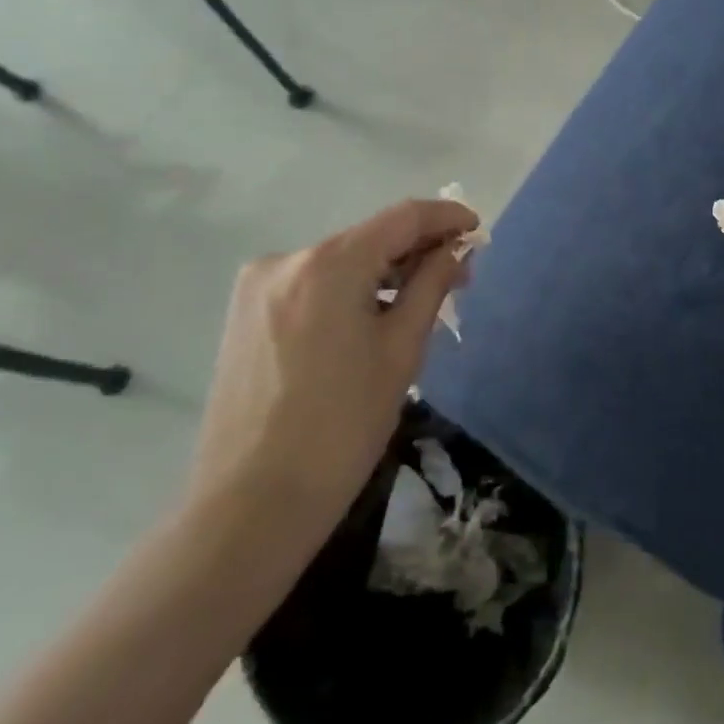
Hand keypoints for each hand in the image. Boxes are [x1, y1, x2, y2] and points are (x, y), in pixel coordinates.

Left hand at [185, 198, 477, 552]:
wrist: (250, 507)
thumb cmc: (342, 427)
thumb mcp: (401, 350)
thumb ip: (432, 284)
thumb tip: (457, 249)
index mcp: (328, 264)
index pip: (402, 217)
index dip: (446, 216)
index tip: (478, 229)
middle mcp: (286, 259)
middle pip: (369, 237)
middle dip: (417, 250)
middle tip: (460, 276)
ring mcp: (258, 287)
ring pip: (341, 262)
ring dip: (384, 272)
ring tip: (419, 302)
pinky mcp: (245, 314)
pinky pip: (313, 284)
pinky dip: (350, 290)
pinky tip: (372, 318)